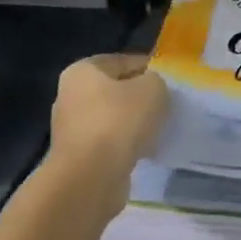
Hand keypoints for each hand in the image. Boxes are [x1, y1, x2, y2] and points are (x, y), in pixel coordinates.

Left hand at [46, 54, 169, 211]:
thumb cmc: (119, 121)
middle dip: (140, 97)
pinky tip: (145, 151)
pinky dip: (126, 145)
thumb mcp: (152, 88)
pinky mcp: (77, 157)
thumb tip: (151, 89)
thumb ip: (156, 81)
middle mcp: (70, 96)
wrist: (91, 178)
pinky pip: (109, 143)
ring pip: (112, 118)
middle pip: (115, 90)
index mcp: (82, 71)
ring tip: (159, 129)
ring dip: (133, 124)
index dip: (149, 68)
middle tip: (166, 105)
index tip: (170, 81)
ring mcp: (71, 129)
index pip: (122, 61)